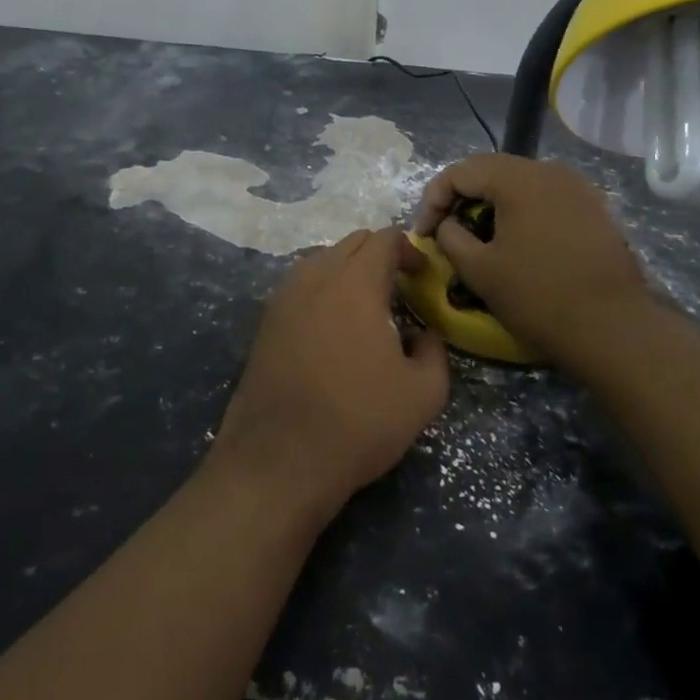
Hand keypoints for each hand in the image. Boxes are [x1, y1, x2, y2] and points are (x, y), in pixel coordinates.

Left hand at [213, 229, 449, 523]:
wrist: (278, 461)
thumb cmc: (358, 422)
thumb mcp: (423, 395)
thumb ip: (434, 353)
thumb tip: (422, 335)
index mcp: (355, 283)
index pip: (384, 238)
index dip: (409, 250)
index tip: (422, 277)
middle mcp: (315, 277)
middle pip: (351, 243)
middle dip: (379, 255)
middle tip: (398, 289)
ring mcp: (283, 298)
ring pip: (321, 260)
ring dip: (347, 270)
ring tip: (364, 308)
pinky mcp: (265, 323)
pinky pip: (300, 286)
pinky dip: (321, 290)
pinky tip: (331, 329)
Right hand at [412, 155, 653, 368]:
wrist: (613, 327)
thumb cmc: (538, 296)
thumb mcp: (479, 270)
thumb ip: (451, 237)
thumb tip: (447, 224)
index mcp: (518, 178)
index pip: (460, 171)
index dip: (433, 199)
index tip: (423, 234)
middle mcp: (549, 170)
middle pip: (491, 170)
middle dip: (461, 197)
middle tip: (445, 230)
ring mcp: (577, 187)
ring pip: (520, 183)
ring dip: (492, 204)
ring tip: (479, 237)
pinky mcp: (593, 208)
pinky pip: (546, 198)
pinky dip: (522, 212)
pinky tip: (517, 241)